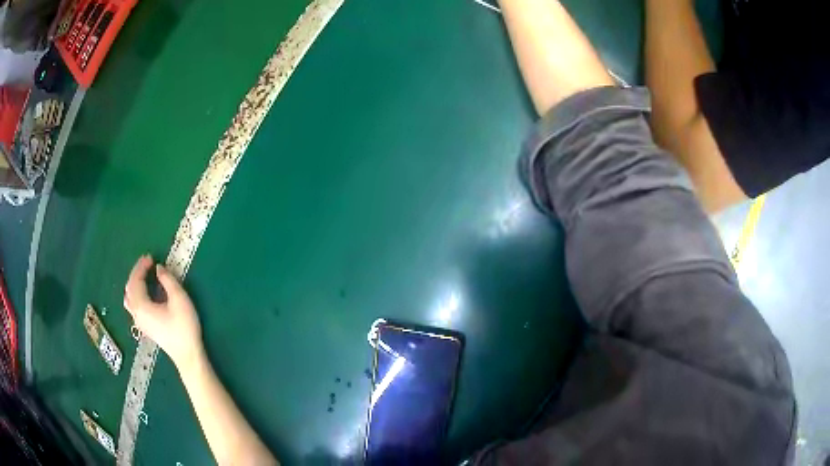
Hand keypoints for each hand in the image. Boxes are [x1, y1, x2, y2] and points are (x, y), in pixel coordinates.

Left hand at [124, 255, 203, 371]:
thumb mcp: (179, 299)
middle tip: (147, 264)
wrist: (187, 355)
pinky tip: (145, 294)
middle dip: (137, 273)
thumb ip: (168, 280)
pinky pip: (133, 306)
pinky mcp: (145, 327)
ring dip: (134, 284)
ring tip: (144, 276)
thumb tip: (158, 268)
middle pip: (130, 288)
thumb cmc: (184, 327)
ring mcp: (139, 322)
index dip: (141, 267)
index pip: (136, 280)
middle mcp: (136, 313)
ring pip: (129, 298)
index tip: (151, 257)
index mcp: (141, 305)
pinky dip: (136, 294)